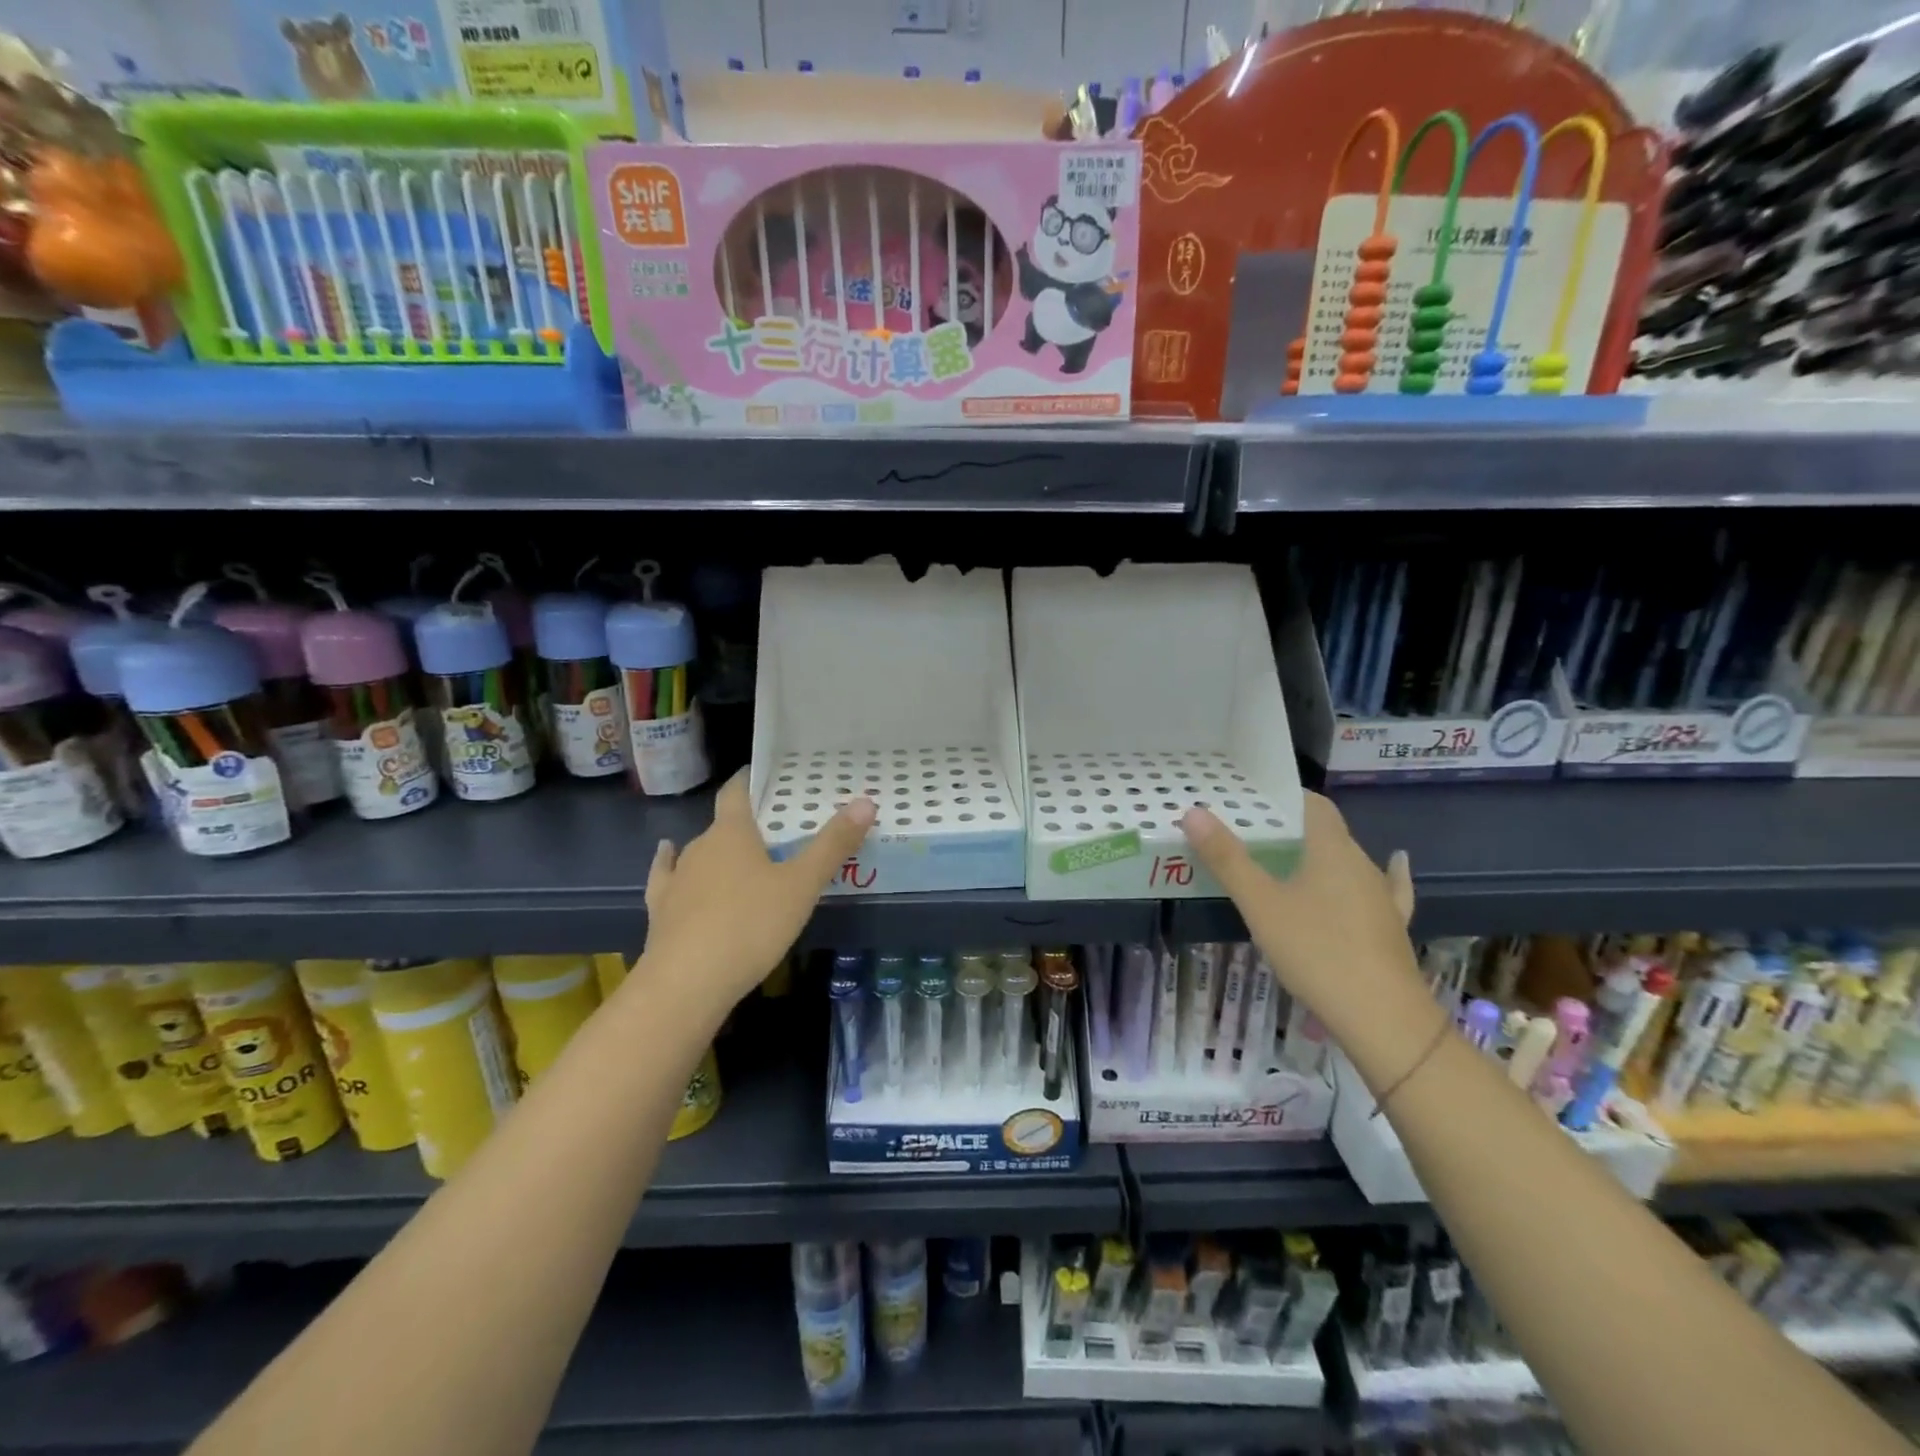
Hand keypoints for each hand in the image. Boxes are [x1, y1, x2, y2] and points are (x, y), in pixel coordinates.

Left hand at [641, 773, 874, 1009]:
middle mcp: (700, 847)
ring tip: (740, 857)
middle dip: (746, 825)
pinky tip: (668, 859)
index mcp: (732, 833)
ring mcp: (677, 879)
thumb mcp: (802, 885)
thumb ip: (833, 845)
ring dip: (719, 852)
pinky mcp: (661, 910)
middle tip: (774, 832)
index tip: (761, 774)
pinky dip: (671, 866)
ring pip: (699, 853)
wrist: (686, 983)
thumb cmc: (751, 925)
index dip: (748, 780)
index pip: (736, 792)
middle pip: (723, 825)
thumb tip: (866, 801)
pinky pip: (668, 877)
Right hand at [1180, 792, 1417, 1034]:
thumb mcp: (1260, 905)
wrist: (1383, 1017)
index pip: (1312, 804)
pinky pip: (1383, 889)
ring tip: (1286, 860)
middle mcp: (1360, 863)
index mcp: (1331, 849)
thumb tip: (1194, 812)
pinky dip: (1378, 875)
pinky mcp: (1391, 925)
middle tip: (1250, 834)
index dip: (1283, 797)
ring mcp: (1380, 895)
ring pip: (1346, 861)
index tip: (1251, 799)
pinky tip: (1392, 867)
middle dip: (1291, 828)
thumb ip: (1227, 859)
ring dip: (1318, 856)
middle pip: (1325, 832)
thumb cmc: (1316, 951)